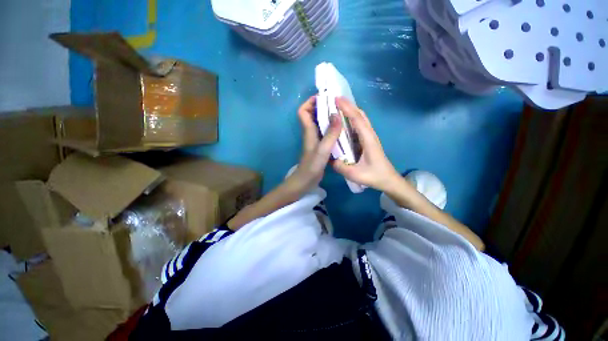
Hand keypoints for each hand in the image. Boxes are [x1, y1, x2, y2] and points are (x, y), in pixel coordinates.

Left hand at [284, 96, 342, 196]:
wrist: (305, 181)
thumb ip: (330, 133)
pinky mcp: (319, 146)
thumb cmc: (312, 166)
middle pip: (312, 115)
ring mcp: (315, 140)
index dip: (310, 102)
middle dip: (322, 107)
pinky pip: (324, 133)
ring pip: (319, 124)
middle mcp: (310, 133)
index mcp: (308, 131)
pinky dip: (331, 128)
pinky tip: (341, 130)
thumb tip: (336, 114)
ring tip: (341, 115)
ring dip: (328, 117)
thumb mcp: (323, 149)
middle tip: (337, 105)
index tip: (323, 98)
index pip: (303, 111)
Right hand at [332, 97, 400, 191]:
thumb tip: (330, 158)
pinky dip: (352, 119)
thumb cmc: (374, 176)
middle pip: (360, 115)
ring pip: (361, 119)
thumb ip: (340, 167)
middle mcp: (370, 134)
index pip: (357, 119)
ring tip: (338, 107)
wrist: (388, 180)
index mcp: (368, 139)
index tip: (336, 99)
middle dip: (348, 105)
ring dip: (351, 110)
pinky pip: (360, 125)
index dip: (347, 108)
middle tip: (335, 100)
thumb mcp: (355, 174)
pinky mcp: (368, 140)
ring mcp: (370, 137)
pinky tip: (344, 122)